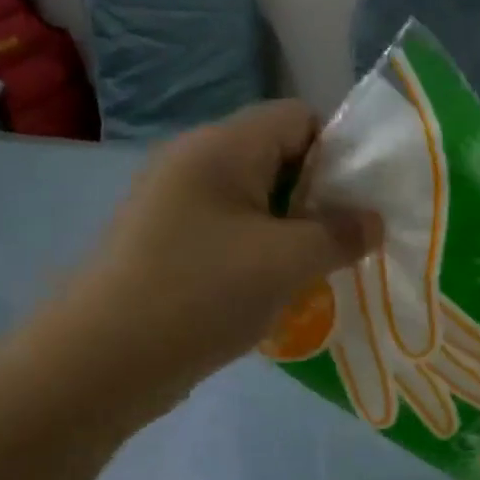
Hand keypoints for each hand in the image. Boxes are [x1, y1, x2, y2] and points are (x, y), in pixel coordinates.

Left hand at [57, 102, 379, 417]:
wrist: (104, 361)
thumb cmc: (203, 293)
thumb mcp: (288, 261)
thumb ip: (341, 234)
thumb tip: (374, 222)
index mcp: (222, 147)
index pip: (298, 118)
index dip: (341, 150)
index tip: (364, 201)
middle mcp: (197, 163)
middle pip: (280, 158)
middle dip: (324, 196)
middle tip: (353, 239)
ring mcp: (179, 205)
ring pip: (260, 201)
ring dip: (298, 229)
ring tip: (326, 267)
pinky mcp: (172, 243)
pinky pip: (236, 232)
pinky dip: (268, 252)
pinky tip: (284, 287)